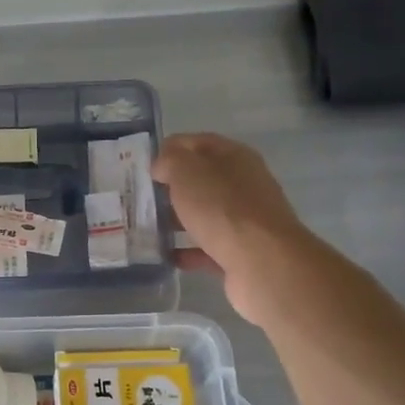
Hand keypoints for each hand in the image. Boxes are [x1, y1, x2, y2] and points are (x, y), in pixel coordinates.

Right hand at [153, 132, 305, 322]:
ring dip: (178, 220)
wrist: (261, 261)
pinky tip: (166, 256)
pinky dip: (188, 251)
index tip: (145, 166)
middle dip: (172, 188)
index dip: (171, 149)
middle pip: (203, 180)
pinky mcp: (241, 252)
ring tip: (148, 228)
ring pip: (205, 214)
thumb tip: (162, 167)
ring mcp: (245, 221)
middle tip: (142, 198)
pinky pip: (208, 248)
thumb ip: (170, 162)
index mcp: (235, 157)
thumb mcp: (187, 172)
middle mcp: (244, 185)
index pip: (198, 143)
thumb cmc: (222, 208)